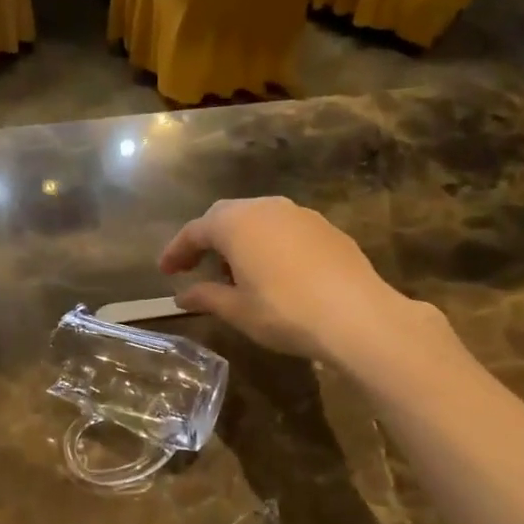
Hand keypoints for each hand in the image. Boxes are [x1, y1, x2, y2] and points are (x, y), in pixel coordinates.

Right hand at [158, 196, 419, 362]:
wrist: (357, 316)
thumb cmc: (285, 312)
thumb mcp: (238, 310)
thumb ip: (206, 297)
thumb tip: (182, 295)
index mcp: (236, 223)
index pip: (195, 230)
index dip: (176, 251)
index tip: (165, 272)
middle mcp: (266, 208)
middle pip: (226, 217)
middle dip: (208, 240)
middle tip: (196, 267)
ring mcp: (300, 214)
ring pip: (258, 220)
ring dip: (240, 241)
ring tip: (236, 274)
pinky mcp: (326, 228)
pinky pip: (285, 230)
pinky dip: (269, 245)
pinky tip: (274, 273)